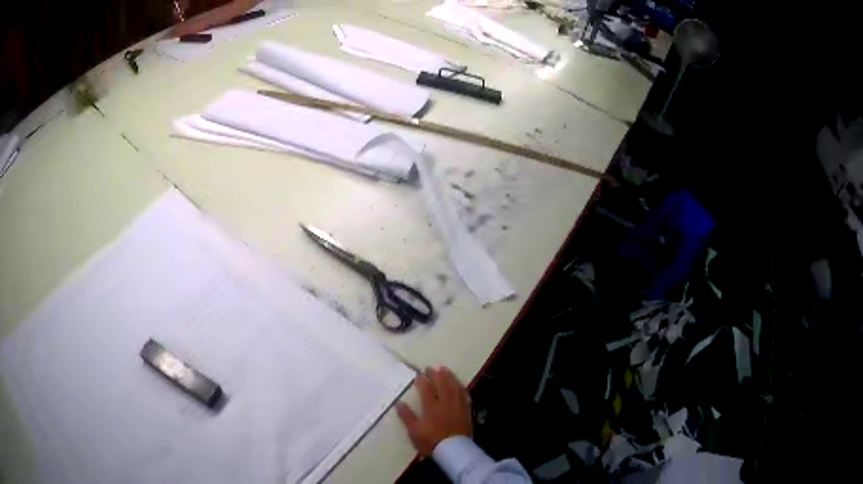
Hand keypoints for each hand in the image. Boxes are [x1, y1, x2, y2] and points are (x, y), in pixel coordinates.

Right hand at [396, 367, 472, 456]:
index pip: (427, 390)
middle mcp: (445, 403)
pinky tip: (459, 385)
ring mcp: (458, 407)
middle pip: (442, 385)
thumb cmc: (431, 442)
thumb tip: (399, 403)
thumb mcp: (414, 431)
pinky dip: (461, 388)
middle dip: (436, 375)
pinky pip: (464, 396)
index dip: (423, 381)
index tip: (419, 374)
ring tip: (446, 370)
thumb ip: (407, 416)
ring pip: (455, 388)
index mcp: (431, 407)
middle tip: (432, 368)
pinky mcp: (466, 412)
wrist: (454, 451)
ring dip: (450, 377)